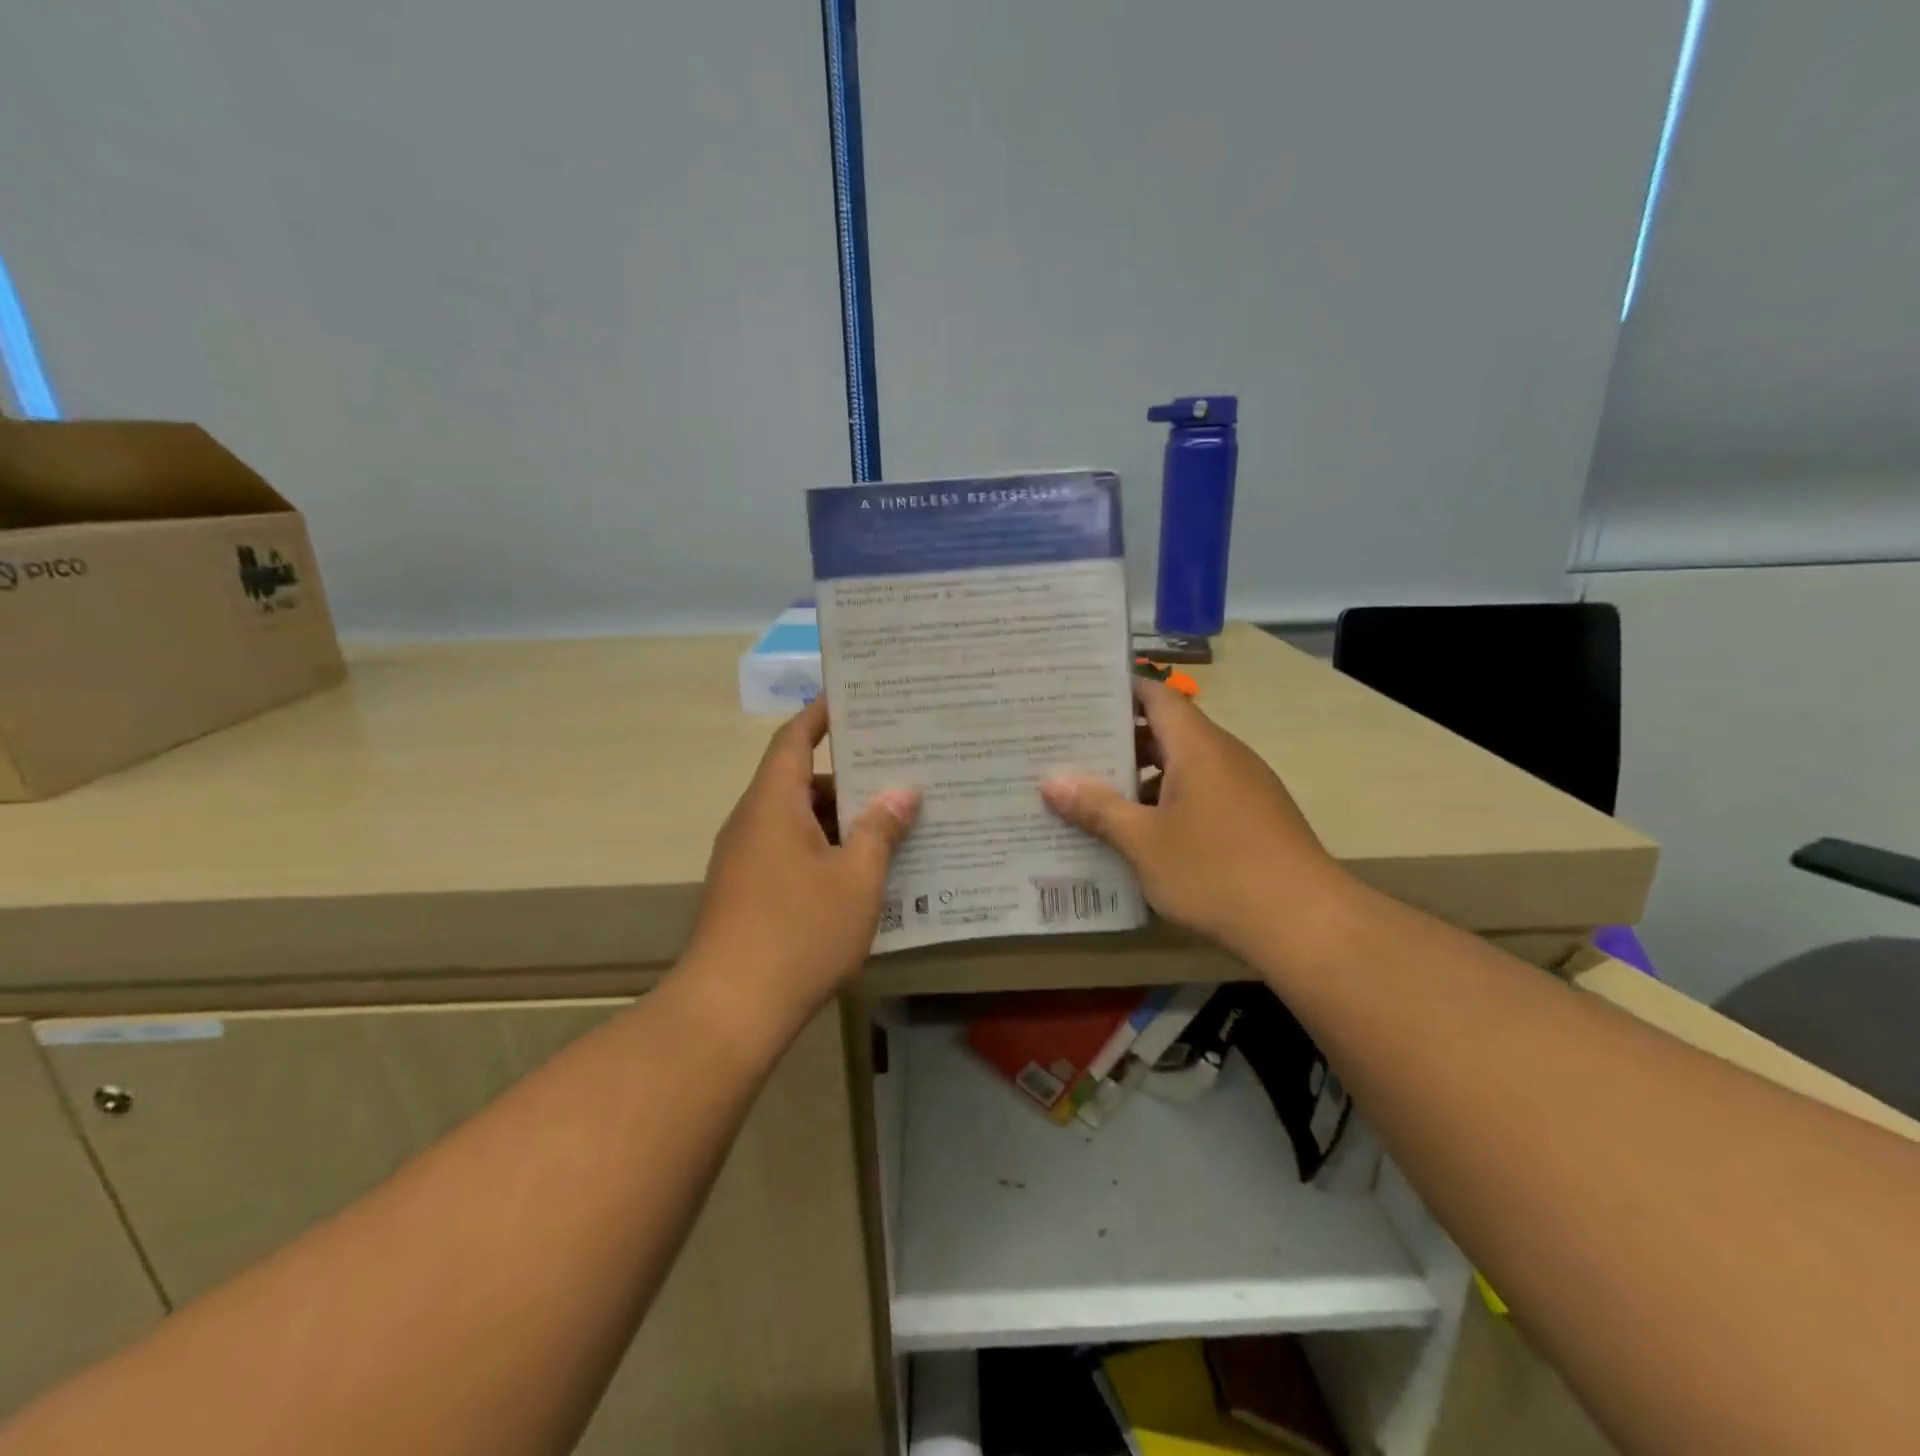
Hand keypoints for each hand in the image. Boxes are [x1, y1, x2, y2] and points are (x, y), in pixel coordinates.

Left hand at [685, 699, 918, 1022]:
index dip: (821, 714)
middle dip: (848, 776)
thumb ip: (880, 831)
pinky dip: (825, 850)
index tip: (851, 698)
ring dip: (839, 819)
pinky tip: (863, 872)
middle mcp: (752, 822)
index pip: (795, 739)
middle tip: (898, 769)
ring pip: (798, 821)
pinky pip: (790, 852)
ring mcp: (745, 860)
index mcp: (773, 803)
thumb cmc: (799, 931)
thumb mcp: (856, 879)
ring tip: (892, 821)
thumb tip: (901, 793)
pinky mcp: (746, 893)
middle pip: (800, 780)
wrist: (729, 1009)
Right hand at [1040, 678, 1346, 960]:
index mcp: (1198, 746)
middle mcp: (1224, 755)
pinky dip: (1169, 800)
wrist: (1305, 923)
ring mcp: (1245, 786)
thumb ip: (1097, 808)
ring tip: (1095, 793)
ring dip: (1143, 776)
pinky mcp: (1256, 817)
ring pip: (1184, 766)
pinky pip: (1203, 792)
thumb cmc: (1216, 871)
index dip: (1118, 692)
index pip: (1155, 696)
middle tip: (1070, 750)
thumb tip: (1051, 781)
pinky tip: (1143, 833)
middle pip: (1167, 731)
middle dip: (1120, 740)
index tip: (1078, 698)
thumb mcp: (1144, 842)